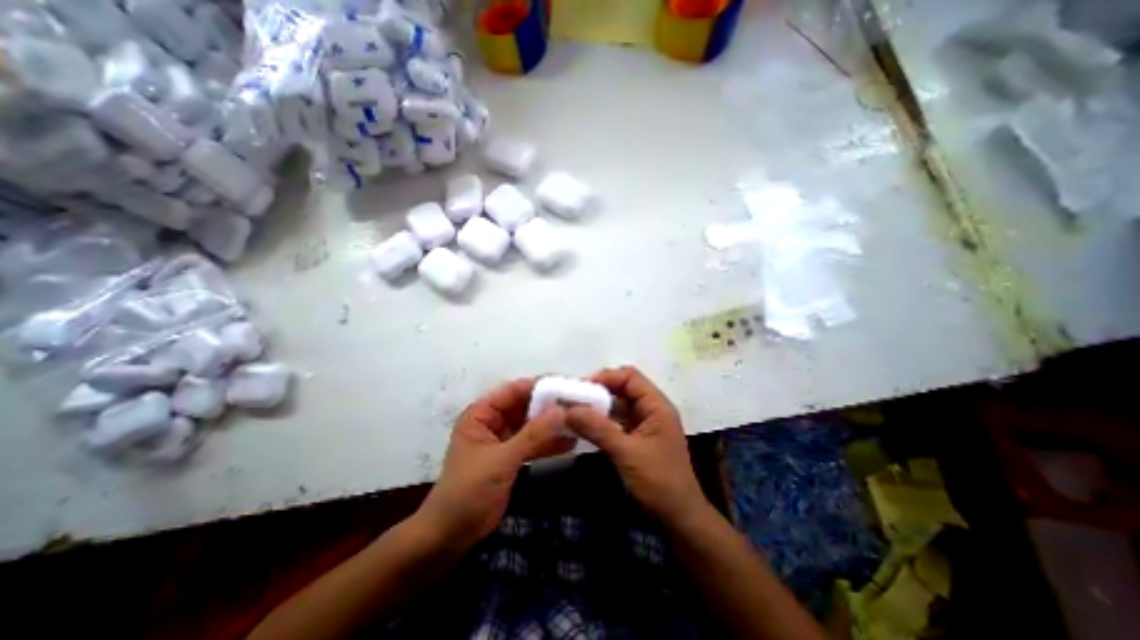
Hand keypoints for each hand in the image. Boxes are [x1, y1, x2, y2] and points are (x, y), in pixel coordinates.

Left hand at [418, 377, 573, 547]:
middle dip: (550, 406)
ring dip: (552, 424)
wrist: (451, 535)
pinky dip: (549, 443)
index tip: (568, 386)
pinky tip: (571, 443)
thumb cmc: (469, 491)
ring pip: (532, 424)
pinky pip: (533, 443)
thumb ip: (533, 435)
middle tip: (579, 404)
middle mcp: (493, 421)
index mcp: (482, 414)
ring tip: (580, 421)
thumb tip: (561, 410)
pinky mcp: (512, 457)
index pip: (514, 390)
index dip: (540, 386)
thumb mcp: (502, 460)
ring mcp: (504, 439)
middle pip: (525, 406)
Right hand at [561, 367, 703, 527]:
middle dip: (598, 391)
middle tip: (573, 398)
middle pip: (623, 388)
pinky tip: (585, 426)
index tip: (580, 387)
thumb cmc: (659, 482)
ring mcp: (645, 424)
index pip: (630, 377)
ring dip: (598, 406)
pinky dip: (602, 421)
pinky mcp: (638, 438)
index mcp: (657, 406)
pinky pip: (617, 421)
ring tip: (574, 410)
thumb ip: (598, 429)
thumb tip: (568, 410)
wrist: (679, 518)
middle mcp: (652, 409)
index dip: (606, 377)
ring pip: (619, 405)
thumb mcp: (626, 453)